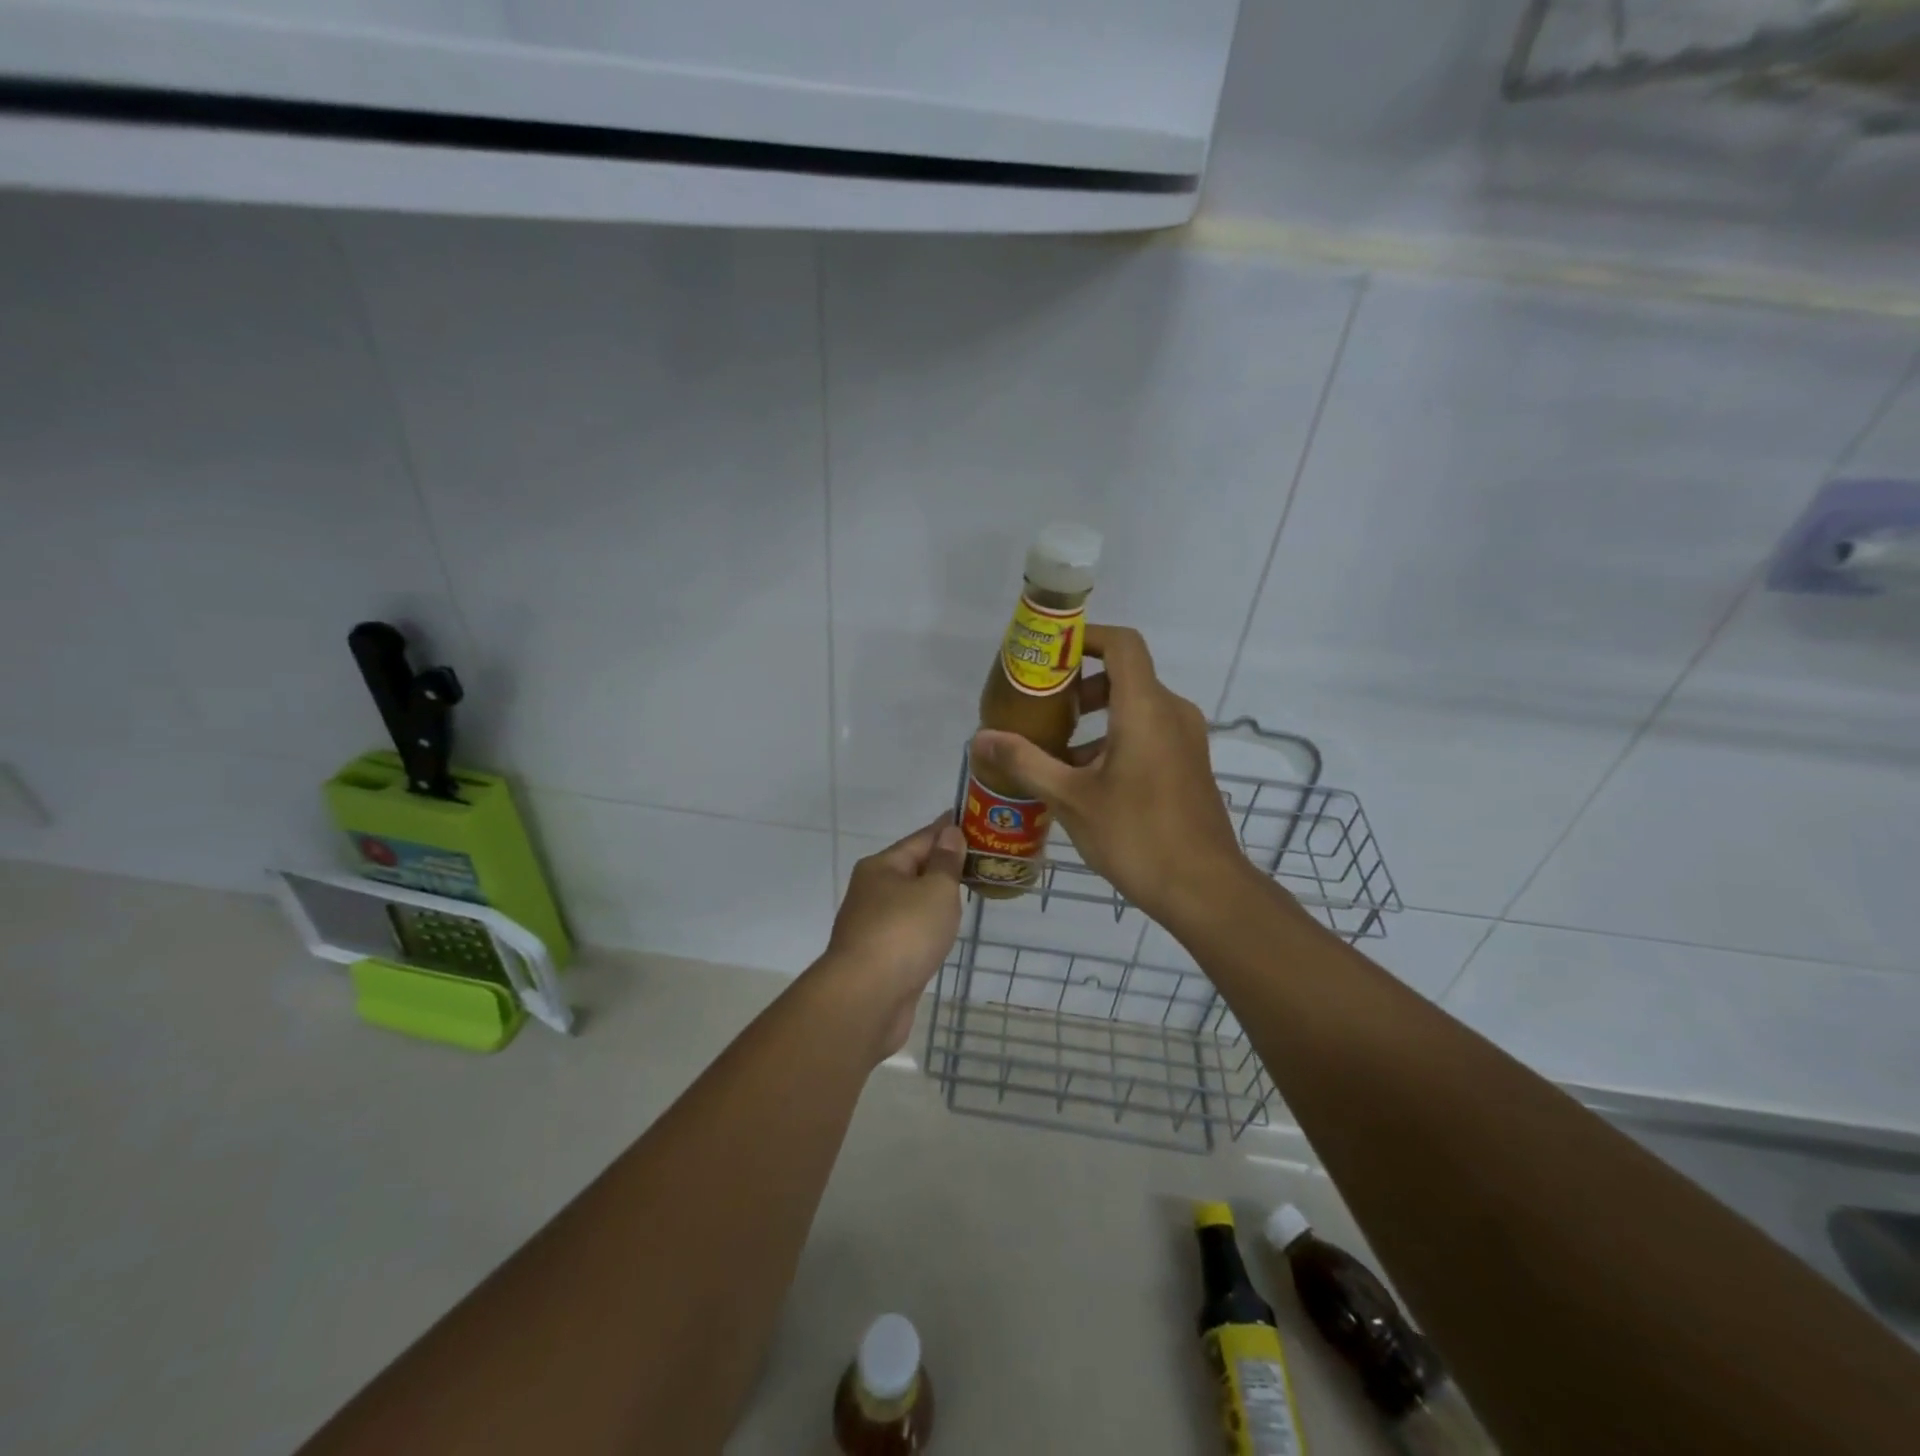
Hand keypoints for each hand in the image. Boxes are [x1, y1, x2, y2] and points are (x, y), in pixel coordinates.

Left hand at [818, 815, 966, 1058]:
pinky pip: (909, 930)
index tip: (971, 820)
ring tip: (966, 892)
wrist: (867, 998)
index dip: (946, 829)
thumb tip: (949, 833)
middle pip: (912, 869)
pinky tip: (942, 931)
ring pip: (910, 902)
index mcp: (881, 867)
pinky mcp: (879, 957)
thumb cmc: (904, 933)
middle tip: (979, 859)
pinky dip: (927, 926)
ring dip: (934, 897)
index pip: (921, 839)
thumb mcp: (935, 890)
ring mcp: (872, 926)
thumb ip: (945, 863)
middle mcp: (872, 891)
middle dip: (942, 864)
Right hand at [970, 625, 1256, 928]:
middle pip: (1124, 675)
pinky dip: (1115, 739)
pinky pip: (1148, 732)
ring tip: (1055, 752)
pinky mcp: (1188, 764)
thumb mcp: (1070, 798)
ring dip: (1095, 719)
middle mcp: (1172, 713)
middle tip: (1042, 709)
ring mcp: (1186, 739)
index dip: (1086, 638)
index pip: (1121, 644)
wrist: (1204, 889)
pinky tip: (1086, 780)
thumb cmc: (1136, 835)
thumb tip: (981, 738)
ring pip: (1135, 707)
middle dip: (1080, 686)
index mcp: (1145, 708)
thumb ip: (1025, 761)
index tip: (1050, 655)